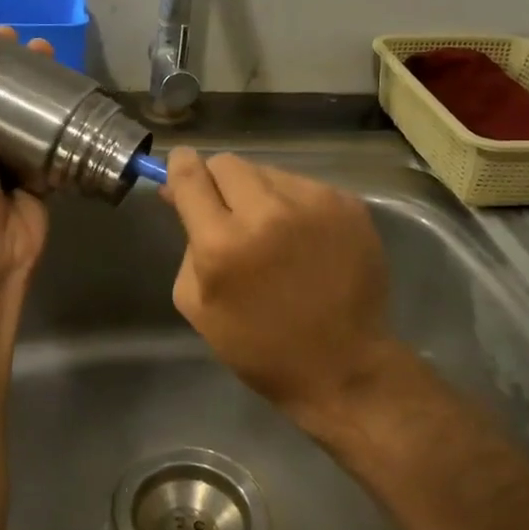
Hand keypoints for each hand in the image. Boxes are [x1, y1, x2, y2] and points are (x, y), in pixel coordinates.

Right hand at [161, 147, 407, 439]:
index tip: (180, 168)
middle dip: (218, 182)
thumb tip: (182, 196)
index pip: (190, 175)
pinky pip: (304, 186)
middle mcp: (268, 212)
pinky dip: (294, 204)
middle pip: (227, 163)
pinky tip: (303, 239)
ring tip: (272, 232)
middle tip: (226, 211)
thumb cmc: (259, 345)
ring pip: (268, 171)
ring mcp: (314, 204)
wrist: (342, 366)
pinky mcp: (349, 205)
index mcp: (222, 243)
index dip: (180, 166)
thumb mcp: (197, 303)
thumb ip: (186, 243)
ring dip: (259, 193)